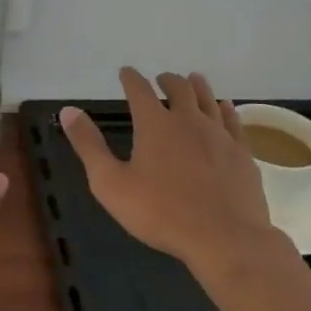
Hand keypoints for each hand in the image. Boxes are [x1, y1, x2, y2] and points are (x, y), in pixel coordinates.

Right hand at [59, 68, 278, 269]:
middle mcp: (188, 120)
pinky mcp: (241, 153)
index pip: (139, 90)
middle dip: (167, 80)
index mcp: (155, 124)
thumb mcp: (111, 183)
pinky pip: (232, 120)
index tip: (125, 72)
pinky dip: (224, 108)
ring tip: (193, 79)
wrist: (224, 238)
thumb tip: (68, 111)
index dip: (131, 79)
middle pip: (179, 88)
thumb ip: (89, 145)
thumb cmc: (160, 213)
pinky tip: (224, 107)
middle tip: (160, 78)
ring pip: (208, 99)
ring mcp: (219, 135)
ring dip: (197, 86)